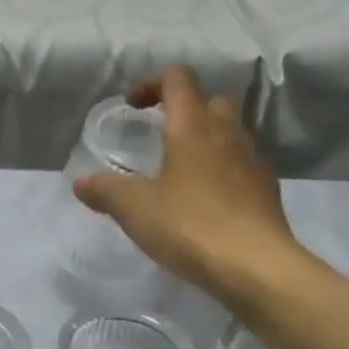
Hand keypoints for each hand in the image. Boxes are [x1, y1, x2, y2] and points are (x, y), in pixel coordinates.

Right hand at [74, 68, 304, 307]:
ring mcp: (253, 162)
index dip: (151, 83)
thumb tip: (82, 183)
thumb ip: (105, 191)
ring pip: (229, 134)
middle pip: (210, 102)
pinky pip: (240, 166)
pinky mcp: (266, 192)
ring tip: (178, 172)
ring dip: (204, 141)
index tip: (132, 106)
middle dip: (183, 110)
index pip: (177, 80)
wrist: (258, 268)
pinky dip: (220, 171)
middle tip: (159, 135)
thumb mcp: (135, 209)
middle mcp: (228, 135)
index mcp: (194, 127)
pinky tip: (203, 202)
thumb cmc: (191, 226)